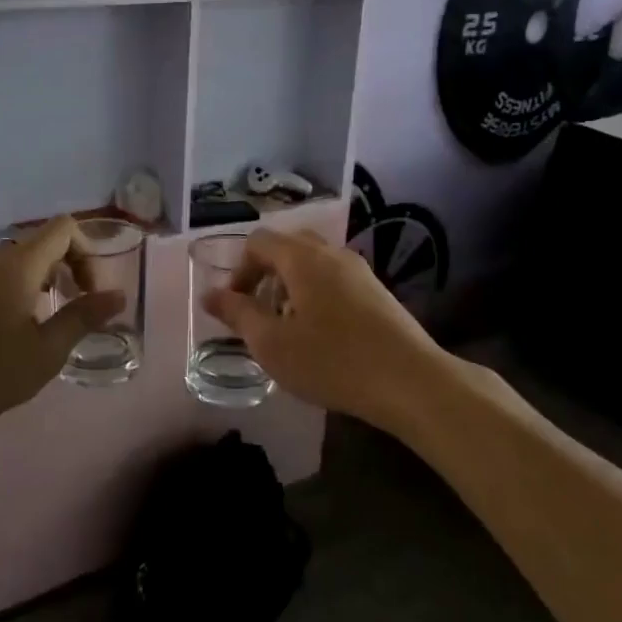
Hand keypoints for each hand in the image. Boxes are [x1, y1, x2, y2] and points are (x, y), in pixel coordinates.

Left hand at [0, 217, 124, 446]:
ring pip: (20, 258)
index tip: (90, 292)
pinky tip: (14, 327)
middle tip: (77, 306)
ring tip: (48, 319)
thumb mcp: (46, 352)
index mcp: (19, 264)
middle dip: (69, 266)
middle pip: (43, 241)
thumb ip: (84, 317)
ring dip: (44, 277)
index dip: (87, 253)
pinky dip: (19, 286)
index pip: (64, 229)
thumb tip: (118, 296)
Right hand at [205, 229, 450, 431]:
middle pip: (288, 246)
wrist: (410, 381)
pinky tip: (322, 335)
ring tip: (289, 327)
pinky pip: (335, 279)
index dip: (239, 270)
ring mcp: (359, 270)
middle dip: (265, 274)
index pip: (259, 241)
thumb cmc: (332, 360)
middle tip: (260, 313)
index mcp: (302, 257)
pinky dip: (317, 294)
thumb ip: (237, 314)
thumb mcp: (271, 343)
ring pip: (313, 263)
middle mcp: (331, 253)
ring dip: (292, 286)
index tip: (236, 307)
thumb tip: (210, 294)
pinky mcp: (378, 291)